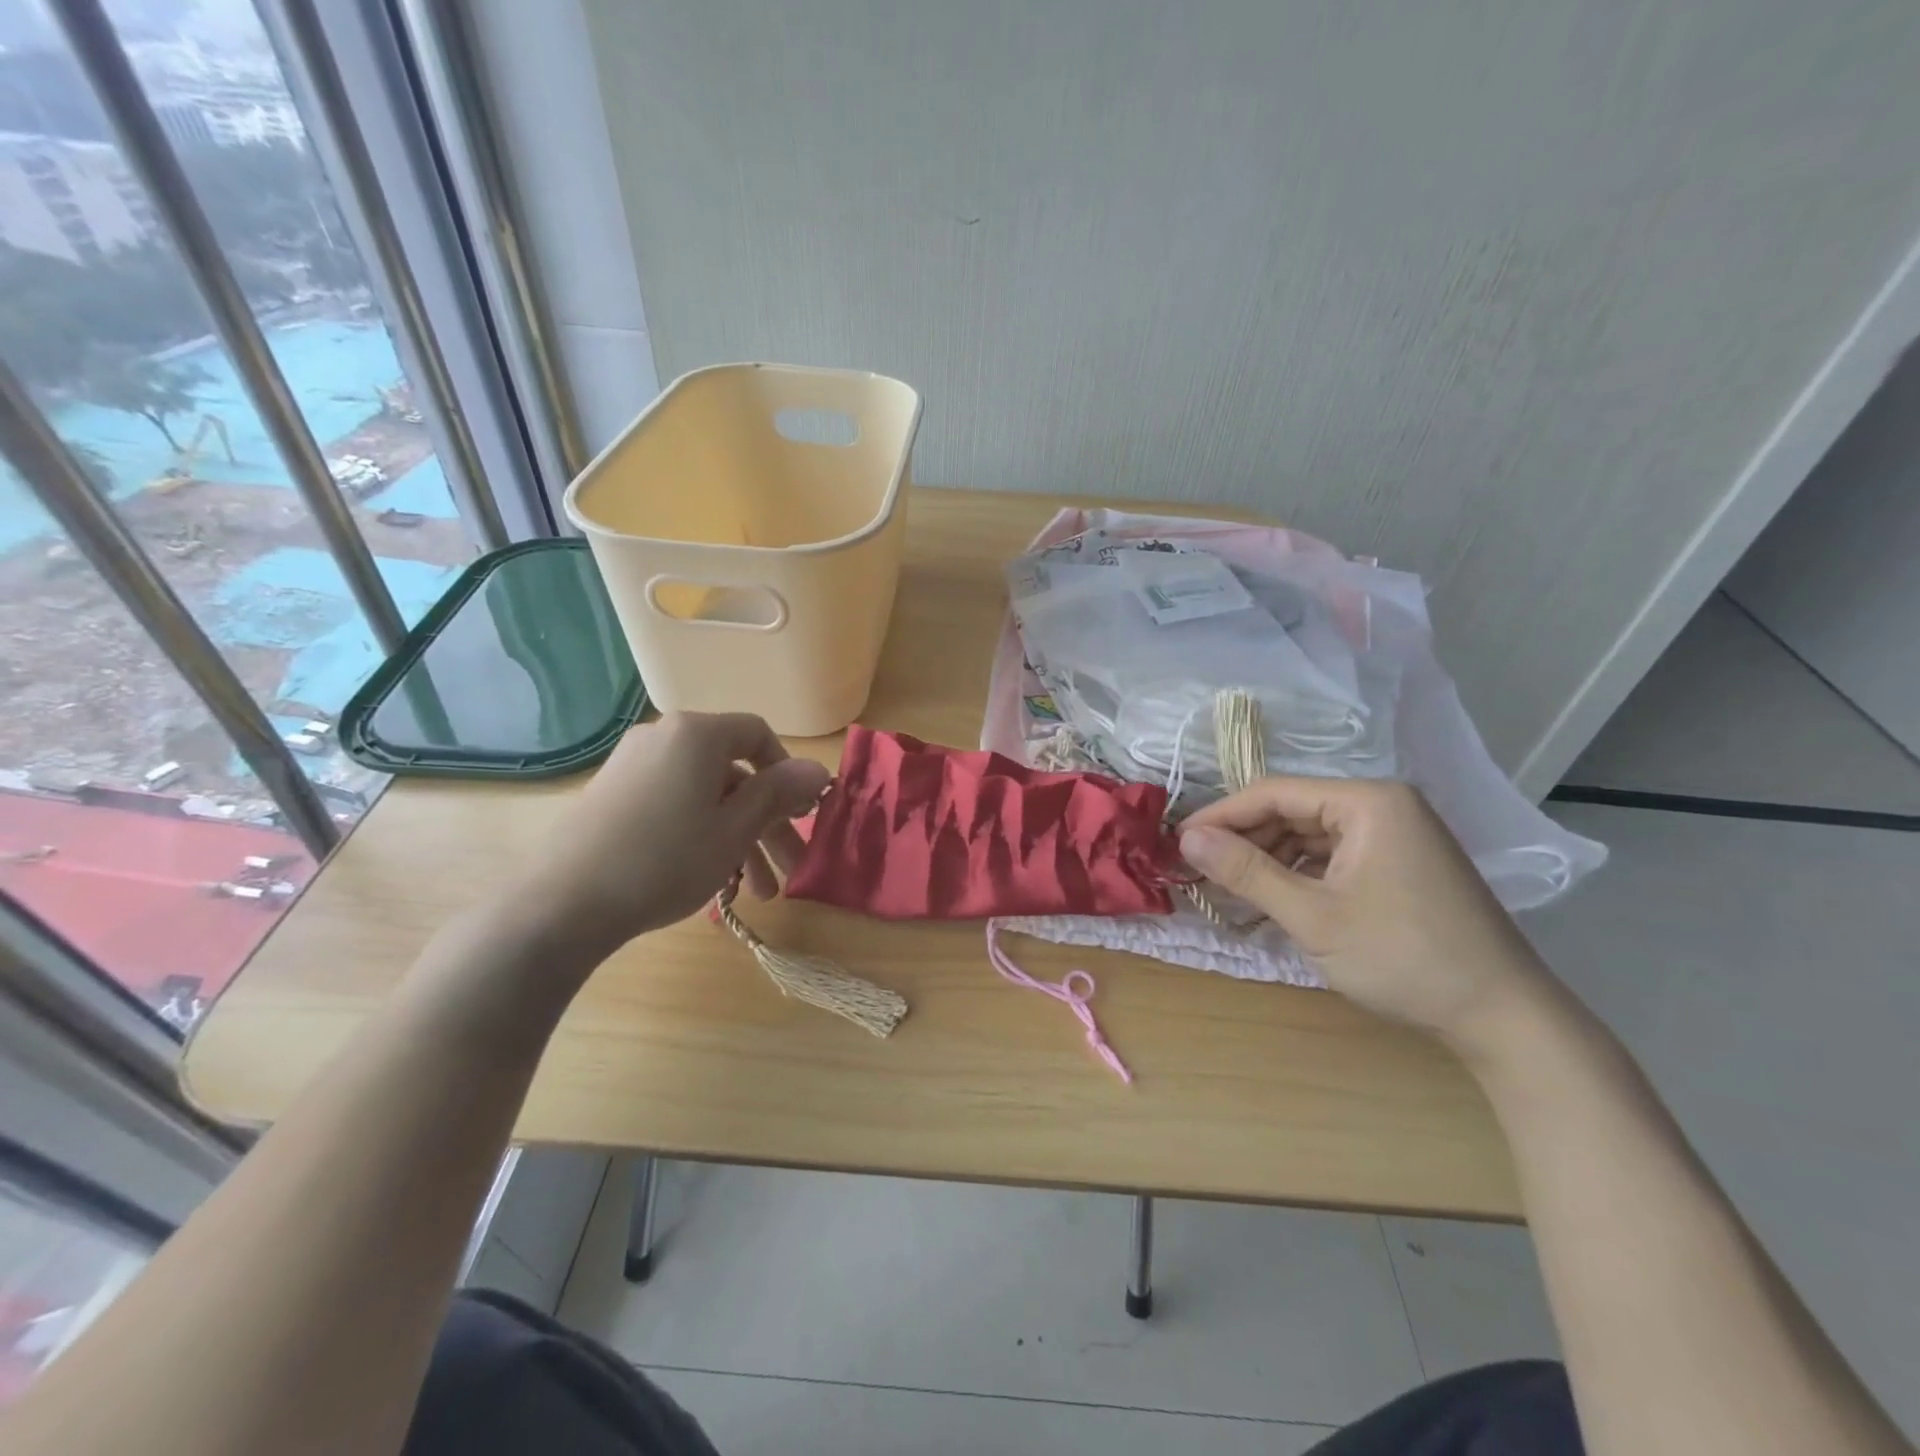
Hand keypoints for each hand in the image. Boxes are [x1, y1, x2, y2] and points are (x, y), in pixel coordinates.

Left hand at [516, 712, 829, 961]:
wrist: (563, 904)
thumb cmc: (665, 859)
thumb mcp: (734, 830)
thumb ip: (779, 795)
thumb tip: (820, 769)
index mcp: (697, 734)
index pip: (758, 735)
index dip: (788, 774)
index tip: (801, 815)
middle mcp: (665, 738)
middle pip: (734, 775)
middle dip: (768, 825)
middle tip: (790, 871)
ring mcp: (634, 767)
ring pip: (706, 798)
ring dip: (738, 840)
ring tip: (755, 894)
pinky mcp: (614, 797)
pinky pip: (675, 807)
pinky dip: (702, 836)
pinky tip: (712, 882)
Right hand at [1178, 777, 1552, 1049]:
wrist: (1504, 1018)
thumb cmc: (1403, 958)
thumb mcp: (1314, 916)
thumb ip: (1246, 872)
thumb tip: (1187, 837)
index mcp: (1368, 802)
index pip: (1273, 793)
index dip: (1220, 815)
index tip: (1177, 841)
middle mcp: (1383, 806)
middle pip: (1292, 811)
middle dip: (1244, 840)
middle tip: (1198, 869)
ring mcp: (1396, 835)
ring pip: (1310, 835)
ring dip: (1268, 860)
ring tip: (1229, 888)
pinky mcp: (1401, 864)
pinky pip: (1334, 856)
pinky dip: (1299, 875)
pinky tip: (1273, 899)